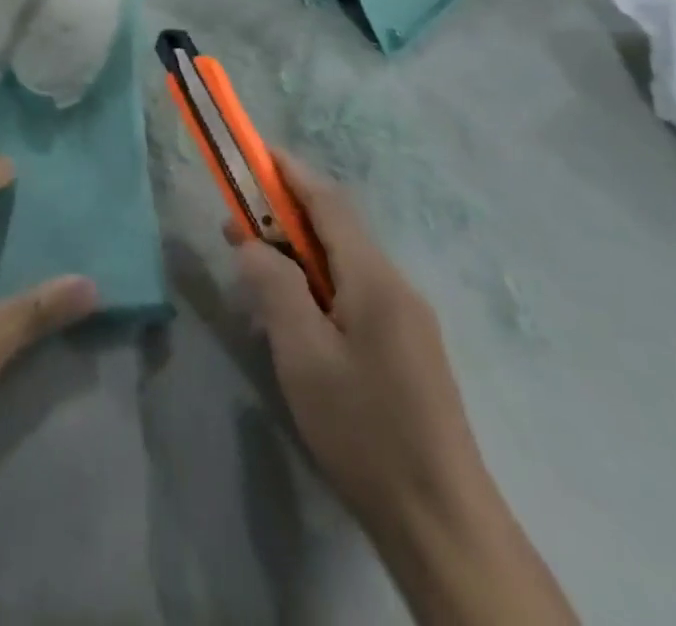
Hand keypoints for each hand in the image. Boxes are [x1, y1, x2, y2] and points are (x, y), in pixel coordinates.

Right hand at [227, 152, 483, 532]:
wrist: (441, 522)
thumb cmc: (365, 429)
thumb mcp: (303, 354)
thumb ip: (273, 287)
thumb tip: (251, 243)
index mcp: (375, 279)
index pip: (328, 202)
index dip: (288, 171)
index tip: (251, 152)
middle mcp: (396, 287)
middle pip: (335, 229)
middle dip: (283, 216)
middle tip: (234, 226)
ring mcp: (407, 320)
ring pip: (343, 263)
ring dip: (297, 254)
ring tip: (254, 272)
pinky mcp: (407, 349)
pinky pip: (353, 293)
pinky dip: (316, 285)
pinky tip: (293, 319)